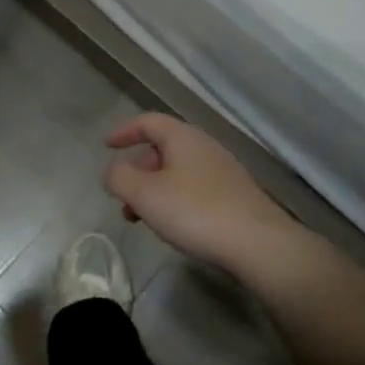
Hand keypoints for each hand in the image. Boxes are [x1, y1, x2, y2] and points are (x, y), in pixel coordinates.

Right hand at [104, 113, 296, 276]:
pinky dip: (175, 199)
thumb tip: (112, 171)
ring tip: (143, 219)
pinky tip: (174, 225)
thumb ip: (119, 178)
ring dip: (155, 189)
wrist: (257, 243)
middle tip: (123, 197)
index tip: (106, 146)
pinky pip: (194, 188)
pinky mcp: (234, 195)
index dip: (124, 131)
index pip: (148, 122)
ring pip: (178, 171)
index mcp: (182, 137)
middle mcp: (204, 146)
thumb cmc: (195, 211)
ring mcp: (223, 170)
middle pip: (163, 148)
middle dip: (138, 170)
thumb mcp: (145, 195)